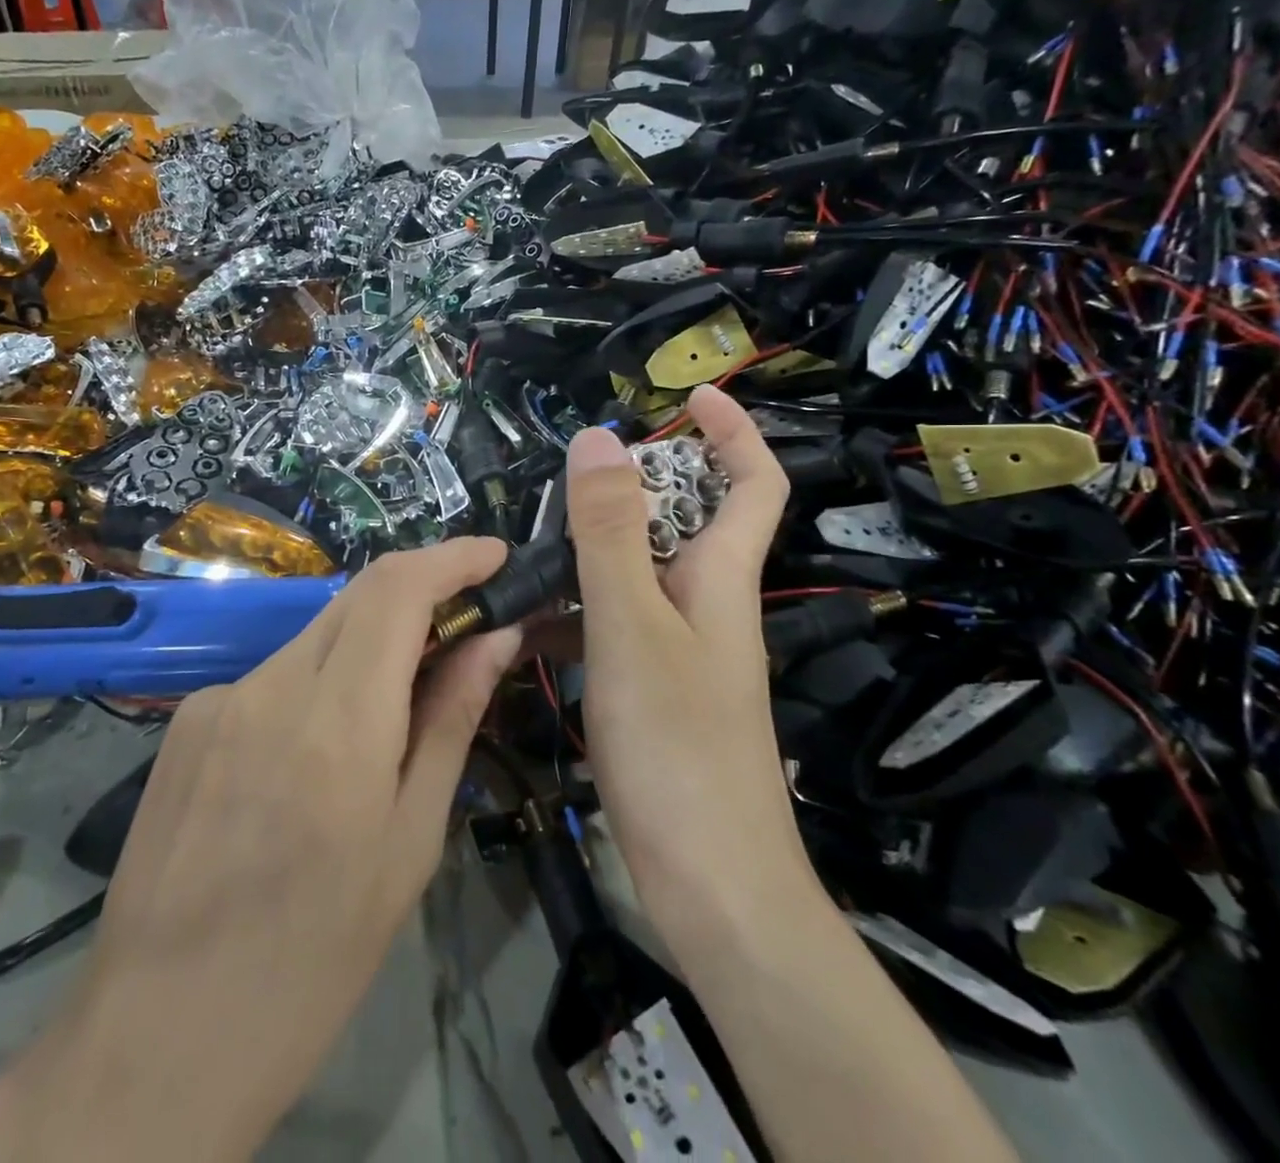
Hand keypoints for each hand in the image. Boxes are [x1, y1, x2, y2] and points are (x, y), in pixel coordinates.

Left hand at [0, 541, 521, 1162]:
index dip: (453, 557)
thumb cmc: (314, 959)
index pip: (398, 589)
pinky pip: (274, 676)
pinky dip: (319, 683)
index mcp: (337, 724)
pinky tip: (318, 754)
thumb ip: (451, 719)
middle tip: (467, 624)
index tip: (496, 557)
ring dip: (370, 645)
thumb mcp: (409, 843)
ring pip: (317, 635)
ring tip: (396, 707)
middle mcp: (270, 687)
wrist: (154, 1044)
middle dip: (421, 592)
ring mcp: (218, 699)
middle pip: (359, 596)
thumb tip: (495, 636)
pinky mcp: (186, 721)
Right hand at [565, 385, 810, 952]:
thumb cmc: (678, 746)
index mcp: (722, 577)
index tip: (690, 393)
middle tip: (572, 475)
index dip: (733, 431)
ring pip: (640, 572)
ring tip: (532, 540)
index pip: (753, 484)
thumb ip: (611, 533)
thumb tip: (599, 438)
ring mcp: (680, 649)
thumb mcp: (631, 626)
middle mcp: (708, 604)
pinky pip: (614, 623)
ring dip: (595, 547)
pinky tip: (526, 619)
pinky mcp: (653, 689)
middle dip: (638, 484)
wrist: (710, 886)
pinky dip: (576, 608)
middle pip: (685, 521)